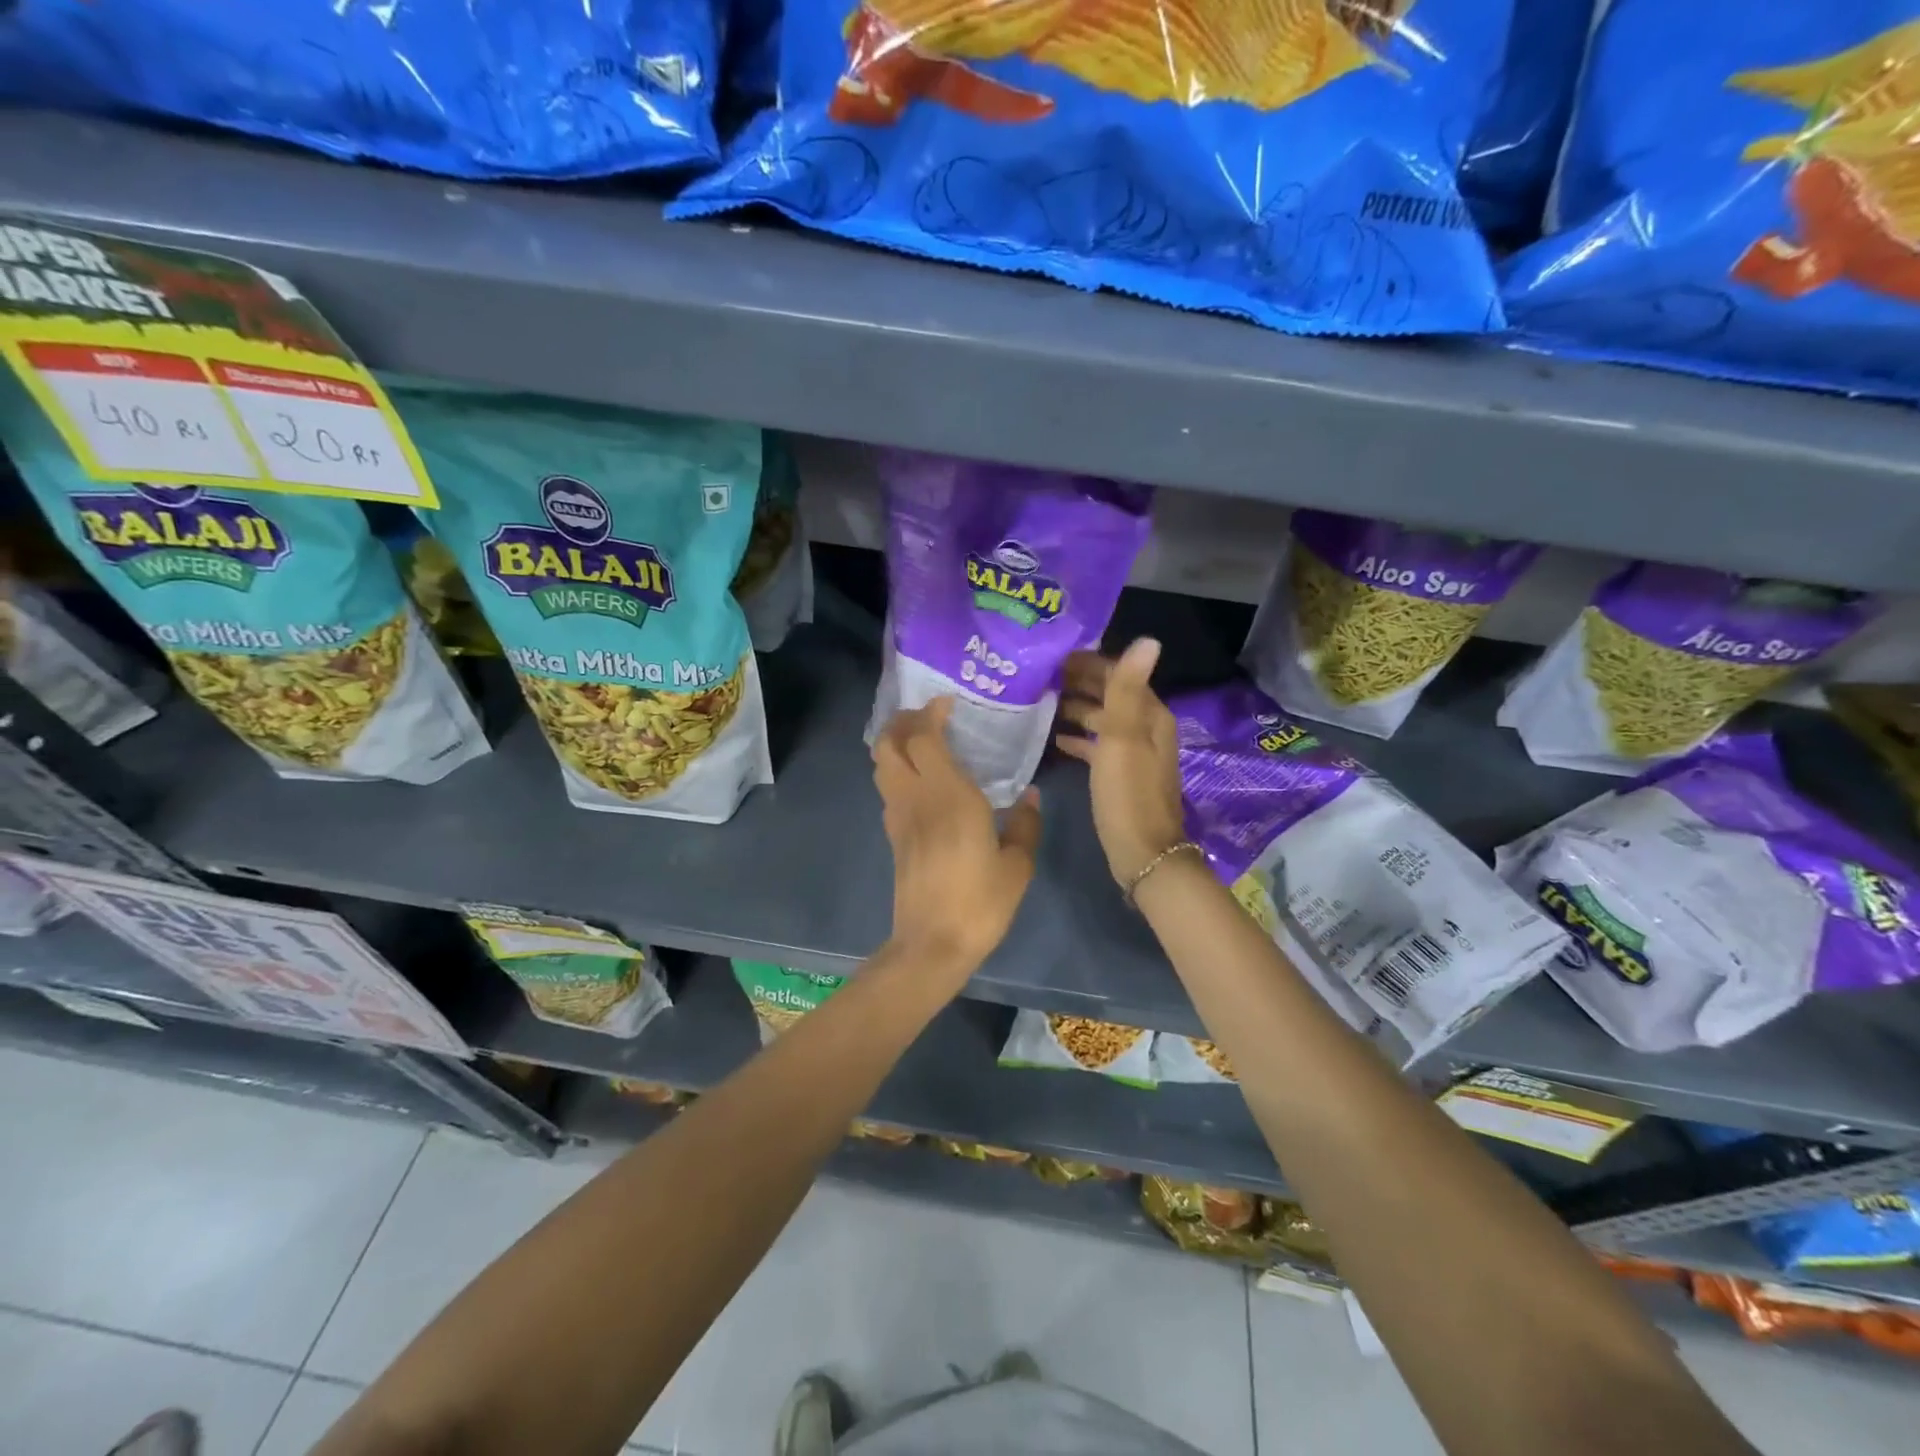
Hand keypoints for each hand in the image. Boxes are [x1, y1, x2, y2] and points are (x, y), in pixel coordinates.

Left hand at [873, 698, 1042, 978]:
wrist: (932, 944)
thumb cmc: (980, 903)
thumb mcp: (1017, 865)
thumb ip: (1025, 825)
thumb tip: (1031, 796)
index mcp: (948, 795)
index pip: (924, 737)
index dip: (930, 713)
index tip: (948, 703)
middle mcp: (916, 797)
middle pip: (888, 743)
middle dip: (903, 721)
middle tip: (929, 717)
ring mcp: (898, 816)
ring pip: (881, 764)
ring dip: (895, 744)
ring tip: (922, 741)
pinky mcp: (893, 836)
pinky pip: (888, 788)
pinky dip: (897, 770)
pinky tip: (922, 782)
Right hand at [1056, 638, 1185, 886]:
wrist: (1142, 853)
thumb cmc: (1128, 793)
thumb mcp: (1123, 737)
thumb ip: (1127, 689)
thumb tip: (1148, 639)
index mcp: (1150, 714)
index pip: (1118, 674)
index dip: (1088, 663)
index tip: (1050, 656)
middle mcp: (1145, 727)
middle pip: (1110, 694)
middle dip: (1079, 682)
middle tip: (1038, 676)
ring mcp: (1134, 752)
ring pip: (1102, 719)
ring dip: (1076, 708)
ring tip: (1040, 702)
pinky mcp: (1121, 774)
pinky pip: (1097, 745)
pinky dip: (1079, 738)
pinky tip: (1055, 739)